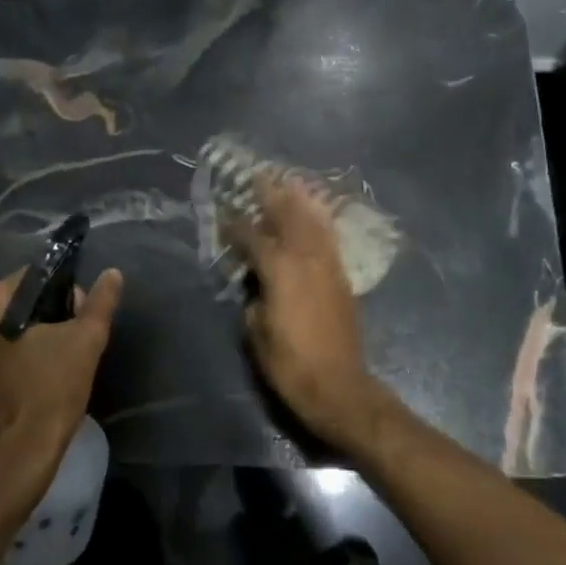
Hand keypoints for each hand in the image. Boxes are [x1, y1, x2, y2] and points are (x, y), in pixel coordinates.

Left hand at [0, 267, 123, 504]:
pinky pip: (0, 345)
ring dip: (38, 333)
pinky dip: (21, 351)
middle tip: (73, 343)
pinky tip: (41, 372)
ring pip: (12, 323)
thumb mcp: (85, 341)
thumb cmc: (50, 392)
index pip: (37, 277)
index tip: (81, 321)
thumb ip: (100, 302)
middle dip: (52, 314)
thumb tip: (113, 273)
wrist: (18, 458)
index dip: (67, 294)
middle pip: (23, 299)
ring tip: (60, 359)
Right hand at [226, 177, 397, 453]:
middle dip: (272, 196)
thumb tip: (255, 285)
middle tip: (259, 177)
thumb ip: (253, 299)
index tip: (223, 214)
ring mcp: (328, 267)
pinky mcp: (342, 279)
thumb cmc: (290, 365)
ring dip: (300, 202)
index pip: (253, 238)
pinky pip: (329, 240)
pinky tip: (315, 215)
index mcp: (280, 272)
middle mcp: (306, 260)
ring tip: (289, 183)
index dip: (236, 225)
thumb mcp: (256, 333)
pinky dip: (320, 222)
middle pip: (289, 218)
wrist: (339, 387)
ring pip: (313, 224)